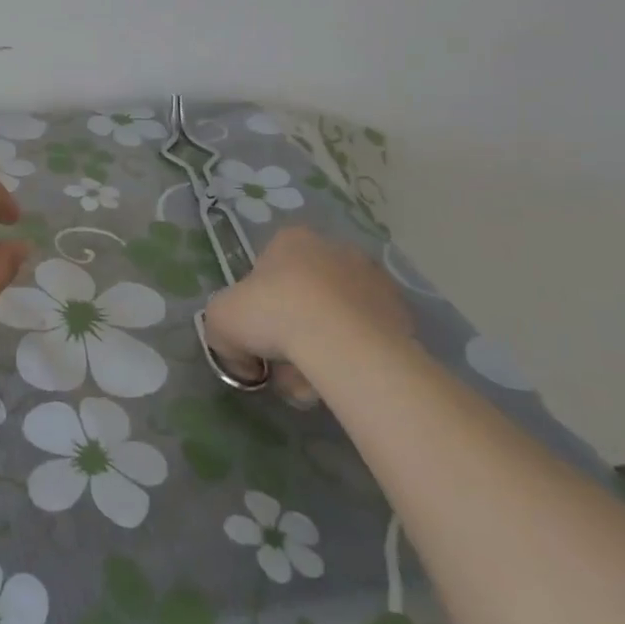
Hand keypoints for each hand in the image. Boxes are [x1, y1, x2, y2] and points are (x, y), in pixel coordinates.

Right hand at [203, 226, 412, 401]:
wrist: (343, 343)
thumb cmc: (274, 314)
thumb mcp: (221, 321)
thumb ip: (222, 334)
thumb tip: (243, 360)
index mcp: (292, 240)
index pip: (267, 268)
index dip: (258, 303)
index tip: (256, 332)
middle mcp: (336, 250)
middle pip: (304, 296)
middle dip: (291, 331)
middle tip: (282, 365)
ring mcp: (374, 281)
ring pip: (335, 320)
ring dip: (319, 350)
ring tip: (310, 383)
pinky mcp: (403, 315)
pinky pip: (366, 339)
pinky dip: (353, 358)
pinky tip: (340, 380)